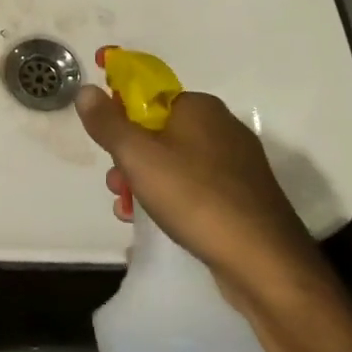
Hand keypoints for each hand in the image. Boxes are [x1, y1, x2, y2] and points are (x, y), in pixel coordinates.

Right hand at [73, 85, 320, 304]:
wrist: (264, 262)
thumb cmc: (195, 197)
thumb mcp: (137, 156)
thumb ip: (108, 122)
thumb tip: (86, 90)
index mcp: (199, 107)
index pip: (149, 95)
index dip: (121, 115)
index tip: (106, 144)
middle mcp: (223, 127)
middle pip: (159, 131)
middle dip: (129, 157)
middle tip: (116, 184)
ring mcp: (238, 165)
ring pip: (176, 162)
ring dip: (146, 181)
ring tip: (130, 210)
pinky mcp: (245, 198)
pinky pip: (196, 187)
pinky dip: (173, 198)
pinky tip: (159, 223)